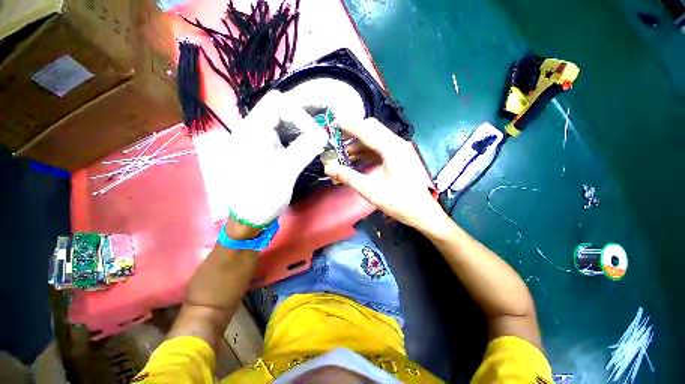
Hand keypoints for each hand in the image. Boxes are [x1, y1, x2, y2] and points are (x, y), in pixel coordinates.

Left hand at [225, 91, 327, 227]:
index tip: (314, 132)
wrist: (249, 217)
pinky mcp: (265, 149)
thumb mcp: (285, 171)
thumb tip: (324, 134)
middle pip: (281, 110)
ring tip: (315, 144)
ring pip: (284, 123)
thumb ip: (304, 149)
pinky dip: (297, 139)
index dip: (298, 113)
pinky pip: (284, 136)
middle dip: (302, 121)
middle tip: (318, 137)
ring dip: (301, 130)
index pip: (277, 103)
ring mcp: (259, 139)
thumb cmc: (262, 195)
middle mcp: (253, 129)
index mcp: (252, 130)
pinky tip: (306, 149)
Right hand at [324, 118, 444, 231]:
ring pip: (375, 137)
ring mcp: (398, 149)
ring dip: (358, 142)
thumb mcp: (370, 190)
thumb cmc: (398, 201)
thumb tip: (328, 168)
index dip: (348, 127)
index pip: (366, 129)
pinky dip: (365, 150)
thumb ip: (348, 177)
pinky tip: (355, 158)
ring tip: (342, 153)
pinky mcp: (397, 156)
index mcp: (391, 148)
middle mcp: (396, 143)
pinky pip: (378, 146)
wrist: (421, 211)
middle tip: (337, 141)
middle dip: (353, 132)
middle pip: (371, 128)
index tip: (332, 128)